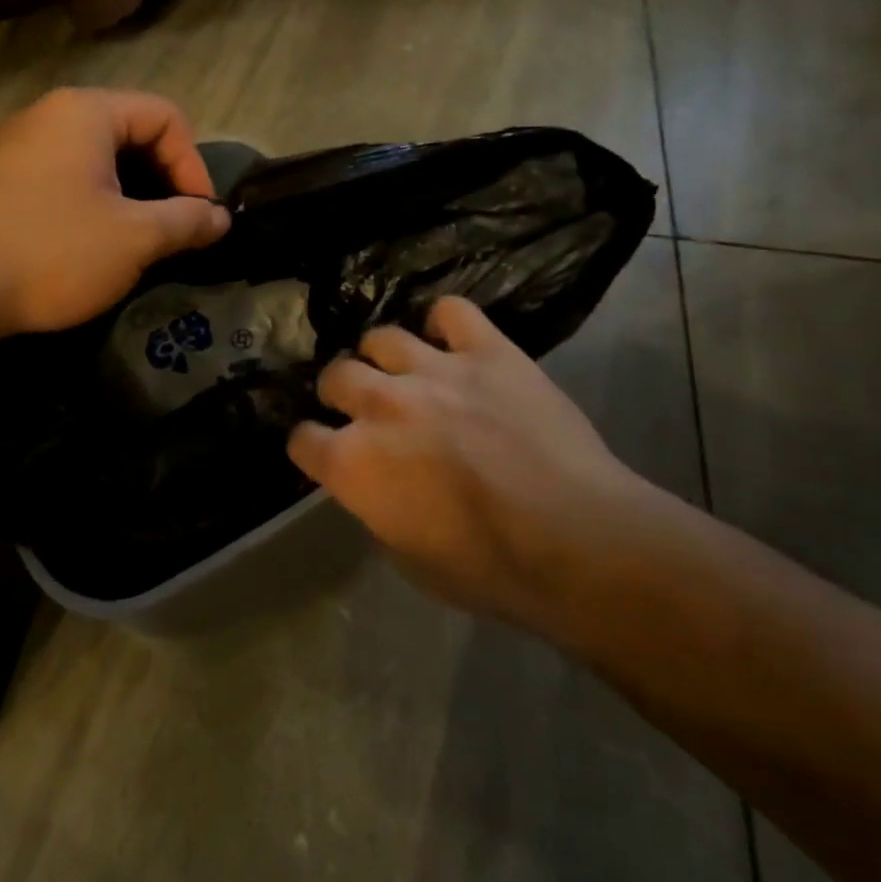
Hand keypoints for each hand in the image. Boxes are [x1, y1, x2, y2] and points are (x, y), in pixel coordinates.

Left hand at [0, 88, 230, 338]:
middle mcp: (51, 116)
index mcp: (87, 112)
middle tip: (174, 233)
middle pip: (131, 135)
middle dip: (163, 183)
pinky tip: (93, 249)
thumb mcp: (134, 238)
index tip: (200, 218)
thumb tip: (221, 218)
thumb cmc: (51, 249)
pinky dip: (94, 207)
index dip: (194, 165)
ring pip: (98, 163)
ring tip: (140, 245)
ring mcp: (20, 149)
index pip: (166, 117)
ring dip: (130, 200)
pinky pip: (65, 182)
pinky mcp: (1, 183)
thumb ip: (186, 222)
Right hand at [288, 297, 672, 632]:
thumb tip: (378, 485)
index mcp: (353, 463)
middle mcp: (380, 404)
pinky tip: (452, 341)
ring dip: (384, 356)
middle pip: (335, 375)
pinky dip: (445, 323)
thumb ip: (377, 507)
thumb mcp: (408, 557)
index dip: (312, 447)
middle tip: (366, 406)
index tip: (326, 453)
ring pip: (381, 336)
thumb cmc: (490, 569)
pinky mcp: (487, 351)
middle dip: (341, 392)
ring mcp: (433, 370)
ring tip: (405, 370)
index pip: (302, 439)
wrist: (578, 541)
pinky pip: (450, 312)